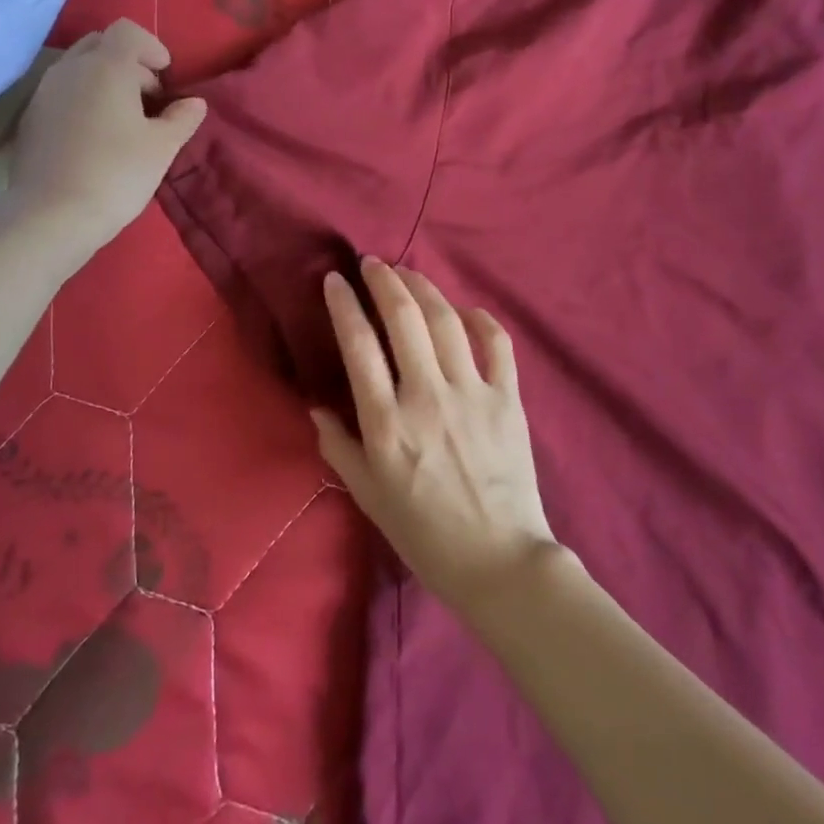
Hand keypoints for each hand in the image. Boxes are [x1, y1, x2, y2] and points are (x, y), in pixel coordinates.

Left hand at [10, 20, 205, 254]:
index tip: (165, 76)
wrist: (52, 215)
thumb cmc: (117, 174)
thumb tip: (194, 103)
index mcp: (106, 67)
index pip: (128, 31)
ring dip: (104, 81)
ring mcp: (44, 92)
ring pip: (78, 67)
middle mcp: (71, 69)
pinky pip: (62, 92)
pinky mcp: (30, 117)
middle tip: (147, 98)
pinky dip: (83, 99)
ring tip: (123, 119)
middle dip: (128, 62)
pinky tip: (95, 137)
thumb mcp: (162, 147)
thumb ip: (182, 118)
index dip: (152, 47)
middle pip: (101, 44)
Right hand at [311, 257, 560, 616]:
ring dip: (424, 287)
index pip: (358, 345)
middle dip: (384, 280)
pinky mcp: (507, 398)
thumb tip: (316, 407)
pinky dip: (480, 319)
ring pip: (446, 320)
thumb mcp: (368, 495)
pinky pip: (497, 344)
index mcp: (386, 423)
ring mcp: (471, 393)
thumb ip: (338, 447)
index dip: (344, 304)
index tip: (335, 280)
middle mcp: (426, 396)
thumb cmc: (424, 532)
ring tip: (408, 273)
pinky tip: (465, 310)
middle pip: (403, 318)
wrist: (497, 560)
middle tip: (372, 263)